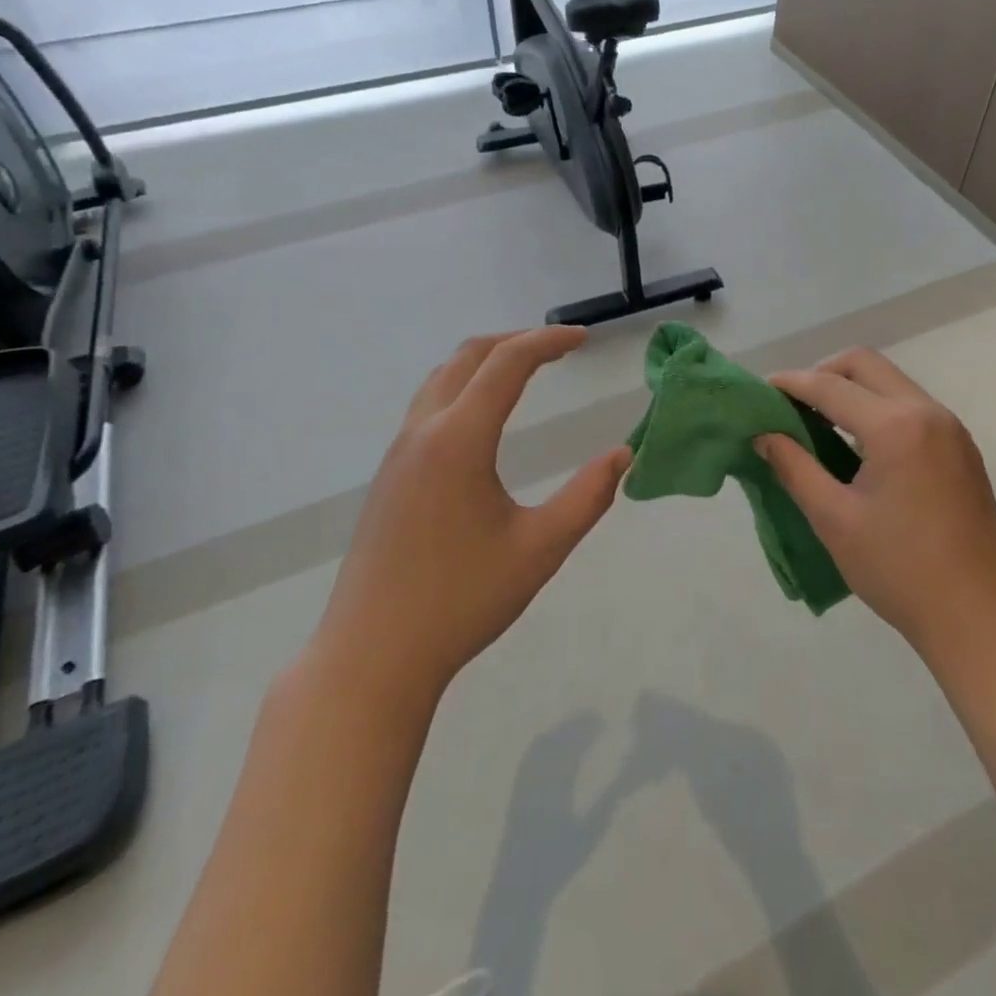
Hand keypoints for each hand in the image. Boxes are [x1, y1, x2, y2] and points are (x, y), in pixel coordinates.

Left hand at [311, 327, 631, 705]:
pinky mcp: (389, 476)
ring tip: (525, 372)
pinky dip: (464, 387)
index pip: (507, 363)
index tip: (583, 340)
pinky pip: (428, 406)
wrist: (372, 656)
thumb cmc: (461, 601)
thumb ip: (587, 497)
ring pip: (442, 379)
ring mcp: (399, 453)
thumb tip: (623, 455)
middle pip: (469, 356)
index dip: (548, 341)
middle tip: (559, 348)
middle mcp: (424, 432)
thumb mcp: (540, 550)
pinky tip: (484, 420)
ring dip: (485, 362)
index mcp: (459, 440)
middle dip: (516, 341)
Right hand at [756, 348, 995, 675]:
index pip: (830, 386)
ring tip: (819, 425)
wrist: (979, 617)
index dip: (790, 384)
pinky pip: (910, 406)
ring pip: (890, 382)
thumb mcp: (834, 519)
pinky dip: (877, 409)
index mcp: (896, 426)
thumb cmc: (899, 570)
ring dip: (852, 390)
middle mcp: (927, 412)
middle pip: (864, 364)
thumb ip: (795, 468)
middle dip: (822, 374)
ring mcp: (950, 428)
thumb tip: (764, 436)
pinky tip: (859, 446)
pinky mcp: (961, 448)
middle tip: (793, 406)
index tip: (759, 392)